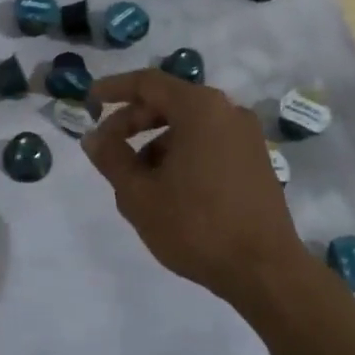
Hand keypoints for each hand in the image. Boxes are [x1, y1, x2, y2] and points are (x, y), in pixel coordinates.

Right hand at [81, 68, 308, 305]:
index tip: (89, 102)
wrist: (265, 272)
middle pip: (169, 101)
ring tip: (134, 177)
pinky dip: (181, 152)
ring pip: (188, 124)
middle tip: (107, 146)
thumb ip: (111, 158)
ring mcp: (246, 135)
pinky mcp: (256, 159)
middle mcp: (227, 111)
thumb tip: (92, 137)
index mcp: (200, 108)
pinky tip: (167, 187)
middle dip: (132, 120)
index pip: (147, 83)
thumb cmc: (196, 225)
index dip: (113, 89)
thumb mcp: (139, 194)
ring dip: (155, 141)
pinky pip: (209, 141)